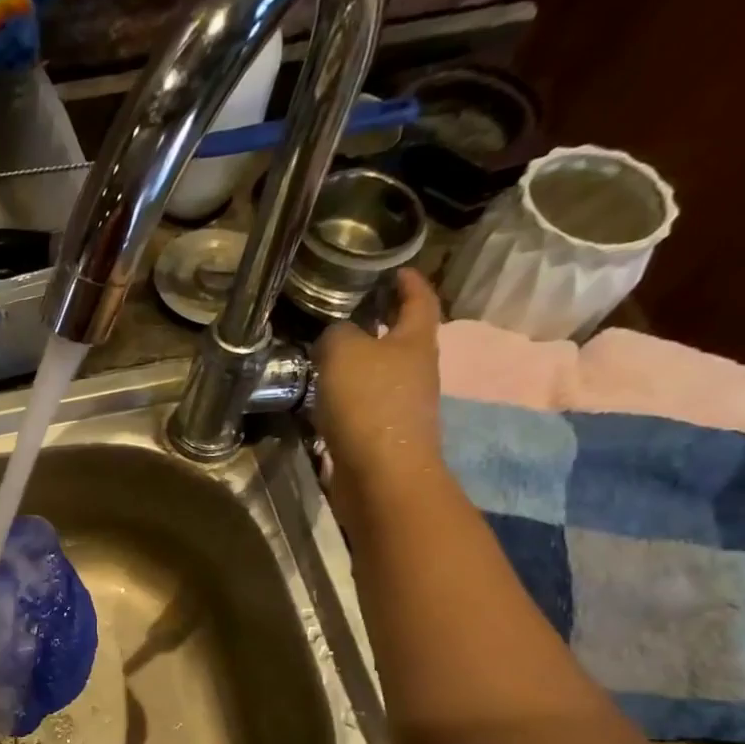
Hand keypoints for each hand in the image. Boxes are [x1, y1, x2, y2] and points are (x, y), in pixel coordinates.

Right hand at [313, 268, 452, 533]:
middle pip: (403, 338)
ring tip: (328, 354)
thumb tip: (335, 336)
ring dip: (361, 362)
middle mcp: (417, 370)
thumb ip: (337, 334)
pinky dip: (348, 394)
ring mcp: (403, 405)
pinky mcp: (383, 435)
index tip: (393, 268)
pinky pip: (365, 403)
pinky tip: (325, 396)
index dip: (408, 281)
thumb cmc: (369, 404)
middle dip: (381, 323)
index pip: (419, 299)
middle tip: (351, 310)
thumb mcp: (343, 353)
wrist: (381, 475)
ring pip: (382, 372)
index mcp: (416, 341)